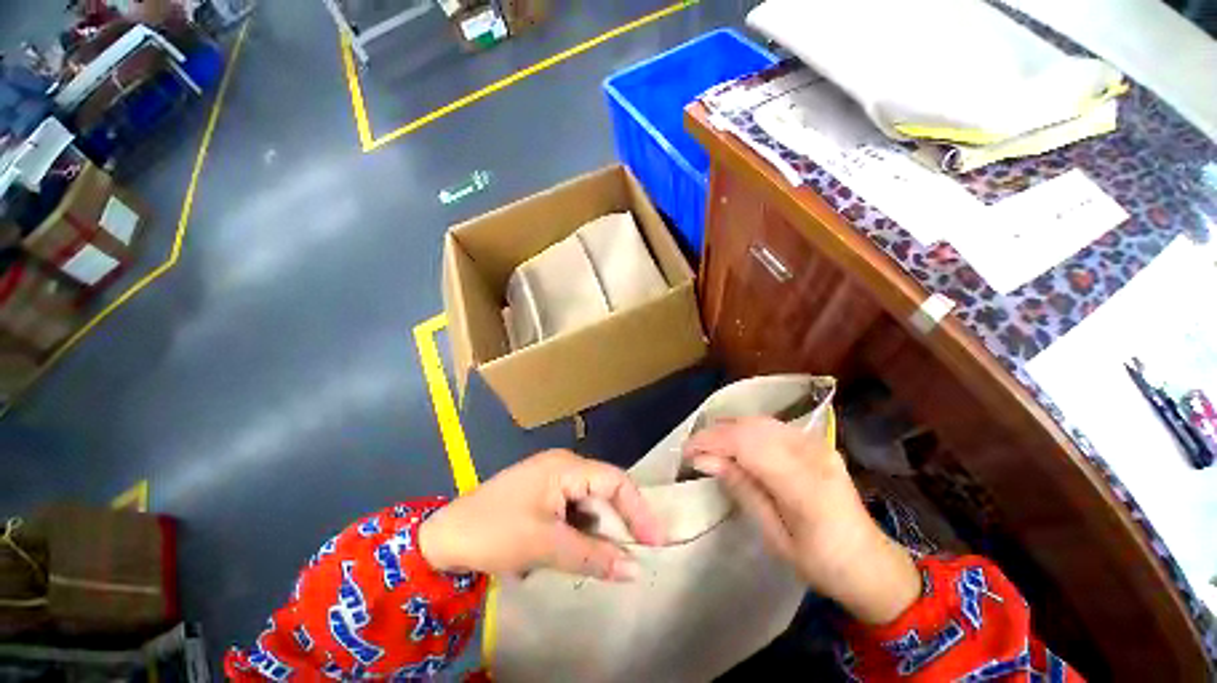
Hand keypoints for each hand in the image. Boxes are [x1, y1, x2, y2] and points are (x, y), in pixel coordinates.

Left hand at [419, 450, 663, 581]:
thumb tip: (635, 570)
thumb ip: (593, 556)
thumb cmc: (494, 533)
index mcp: (566, 466)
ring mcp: (552, 479)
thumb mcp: (546, 546)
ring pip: (590, 503)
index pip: (615, 480)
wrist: (444, 538)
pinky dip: (583, 531)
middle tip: (634, 556)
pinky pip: (574, 510)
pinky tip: (584, 550)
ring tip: (610, 559)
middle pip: (604, 490)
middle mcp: (563, 466)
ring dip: (601, 530)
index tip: (655, 542)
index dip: (638, 509)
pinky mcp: (543, 495)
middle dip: (620, 523)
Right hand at [684, 417, 921, 624]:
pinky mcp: (816, 441)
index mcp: (805, 485)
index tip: (686, 453)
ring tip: (708, 445)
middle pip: (752, 427)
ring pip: (760, 420)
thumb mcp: (775, 537)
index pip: (747, 445)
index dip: (712, 442)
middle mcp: (812, 453)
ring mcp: (817, 443)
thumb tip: (704, 460)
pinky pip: (772, 425)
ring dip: (728, 428)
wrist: (871, 562)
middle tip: (692, 450)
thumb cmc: (822, 562)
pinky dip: (746, 429)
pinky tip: (734, 441)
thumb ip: (742, 489)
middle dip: (715, 433)